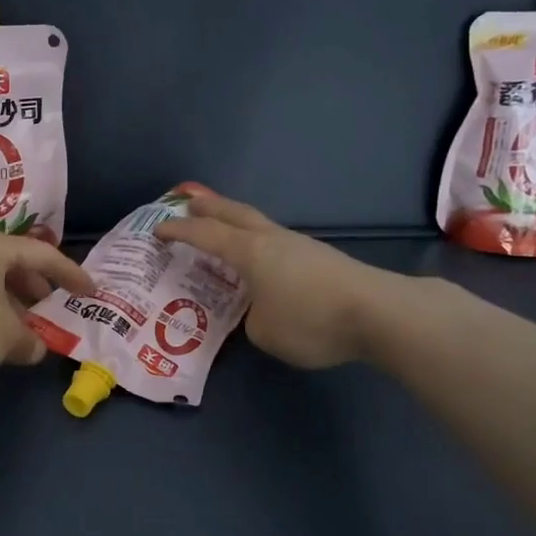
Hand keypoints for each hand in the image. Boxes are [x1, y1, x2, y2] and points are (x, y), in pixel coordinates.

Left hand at [0, 229, 94, 389]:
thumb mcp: (7, 337)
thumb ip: (31, 340)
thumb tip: (36, 348)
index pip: (43, 255)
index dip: (71, 274)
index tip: (91, 291)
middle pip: (16, 265)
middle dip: (39, 291)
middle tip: (56, 312)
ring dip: (16, 306)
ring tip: (30, 332)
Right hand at [155, 188, 393, 368]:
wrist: (378, 312)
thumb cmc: (311, 320)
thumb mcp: (264, 331)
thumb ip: (250, 318)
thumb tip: (257, 311)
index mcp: (250, 252)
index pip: (205, 235)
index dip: (179, 231)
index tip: (157, 230)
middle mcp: (271, 239)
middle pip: (234, 213)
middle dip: (208, 207)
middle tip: (188, 203)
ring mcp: (299, 245)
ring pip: (258, 224)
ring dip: (235, 222)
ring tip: (222, 229)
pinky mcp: (320, 257)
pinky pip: (275, 241)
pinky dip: (257, 242)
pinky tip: (261, 258)